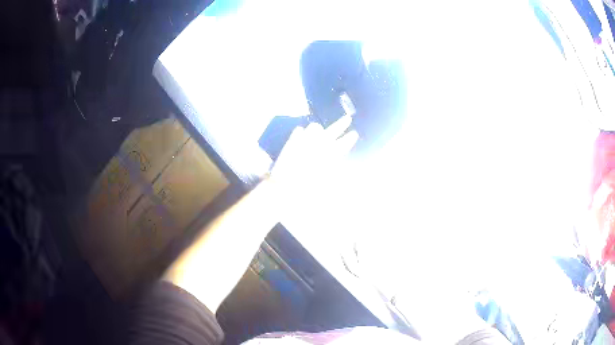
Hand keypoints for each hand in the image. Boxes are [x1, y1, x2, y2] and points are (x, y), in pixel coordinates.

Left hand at [268, 116, 358, 209]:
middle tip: (347, 119)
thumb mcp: (326, 181)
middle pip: (334, 129)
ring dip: (319, 129)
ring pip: (315, 126)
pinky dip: (302, 132)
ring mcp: (305, 140)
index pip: (344, 142)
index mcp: (331, 154)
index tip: (354, 133)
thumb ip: (333, 168)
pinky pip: (299, 130)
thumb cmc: (309, 188)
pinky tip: (301, 134)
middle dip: (342, 123)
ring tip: (320, 130)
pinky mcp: (292, 141)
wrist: (285, 185)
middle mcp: (320, 143)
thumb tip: (337, 161)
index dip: (350, 138)